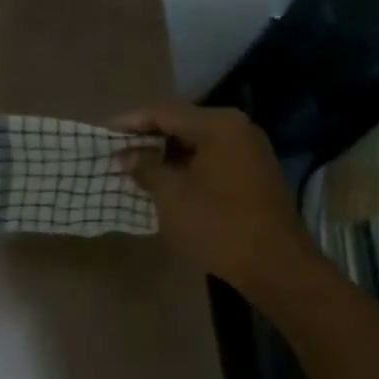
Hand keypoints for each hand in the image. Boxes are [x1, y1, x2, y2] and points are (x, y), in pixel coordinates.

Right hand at [113, 102, 309, 295]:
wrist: (275, 265)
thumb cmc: (218, 226)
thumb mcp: (172, 197)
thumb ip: (145, 168)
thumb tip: (125, 154)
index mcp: (218, 125)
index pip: (163, 112)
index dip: (130, 122)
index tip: (103, 133)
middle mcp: (237, 128)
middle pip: (181, 123)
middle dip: (147, 137)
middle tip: (116, 150)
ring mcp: (249, 150)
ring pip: (196, 142)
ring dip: (165, 153)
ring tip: (134, 166)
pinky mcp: (253, 172)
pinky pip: (211, 158)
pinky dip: (185, 165)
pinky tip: (164, 179)